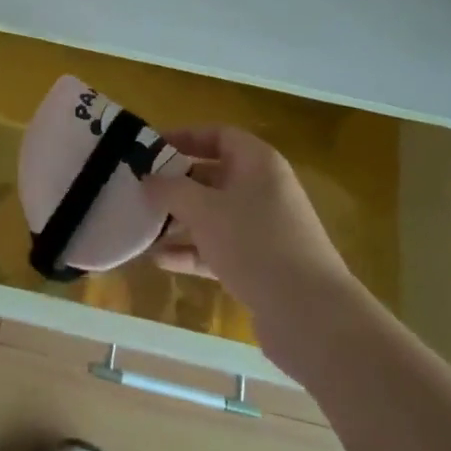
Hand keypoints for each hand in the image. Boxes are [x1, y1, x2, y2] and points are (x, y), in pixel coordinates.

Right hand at [143, 125, 366, 375]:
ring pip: (214, 215)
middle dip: (176, 184)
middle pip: (213, 176)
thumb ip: (170, 189)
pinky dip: (192, 251)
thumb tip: (147, 178)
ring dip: (180, 220)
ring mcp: (265, 229)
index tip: (150, 149)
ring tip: (142, 226)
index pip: (218, 135)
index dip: (184, 137)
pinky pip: (219, 248)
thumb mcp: (203, 209)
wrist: (311, 315)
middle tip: (139, 189)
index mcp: (258, 163)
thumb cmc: (255, 243)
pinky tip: (160, 260)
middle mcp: (264, 190)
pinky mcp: (262, 265)